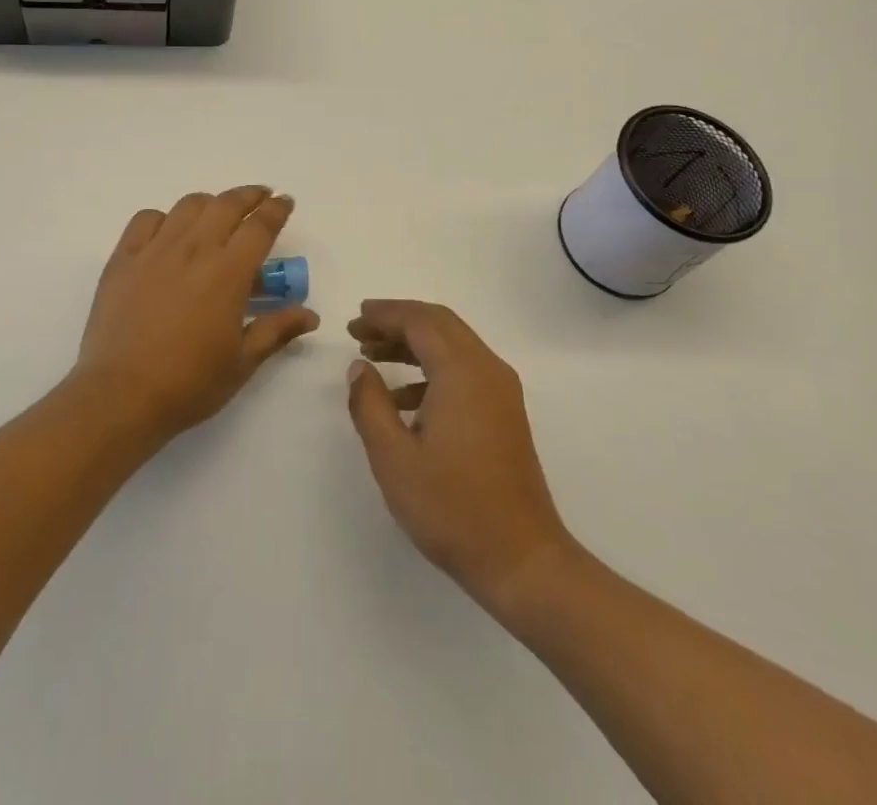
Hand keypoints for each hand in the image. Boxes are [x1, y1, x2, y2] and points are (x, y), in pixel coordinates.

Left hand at [74, 187, 318, 443]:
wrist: (121, 395)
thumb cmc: (189, 383)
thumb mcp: (242, 362)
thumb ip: (276, 330)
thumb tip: (310, 315)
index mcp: (228, 272)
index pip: (260, 226)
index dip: (276, 209)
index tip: (284, 201)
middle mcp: (194, 249)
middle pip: (226, 204)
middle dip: (249, 195)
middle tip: (260, 197)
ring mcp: (155, 250)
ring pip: (188, 205)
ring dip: (210, 203)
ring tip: (217, 214)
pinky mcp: (123, 258)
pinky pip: (146, 219)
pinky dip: (164, 217)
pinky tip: (169, 233)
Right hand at [346, 300, 572, 610]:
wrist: (523, 561)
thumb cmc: (452, 508)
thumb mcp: (394, 458)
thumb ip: (370, 405)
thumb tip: (360, 368)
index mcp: (462, 372)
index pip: (419, 321)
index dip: (384, 315)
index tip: (353, 322)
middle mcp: (487, 370)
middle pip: (439, 324)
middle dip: (398, 321)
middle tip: (360, 330)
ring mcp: (501, 391)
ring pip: (452, 345)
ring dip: (413, 343)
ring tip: (373, 356)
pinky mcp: (505, 413)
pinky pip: (464, 370)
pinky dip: (431, 369)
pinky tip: (402, 399)